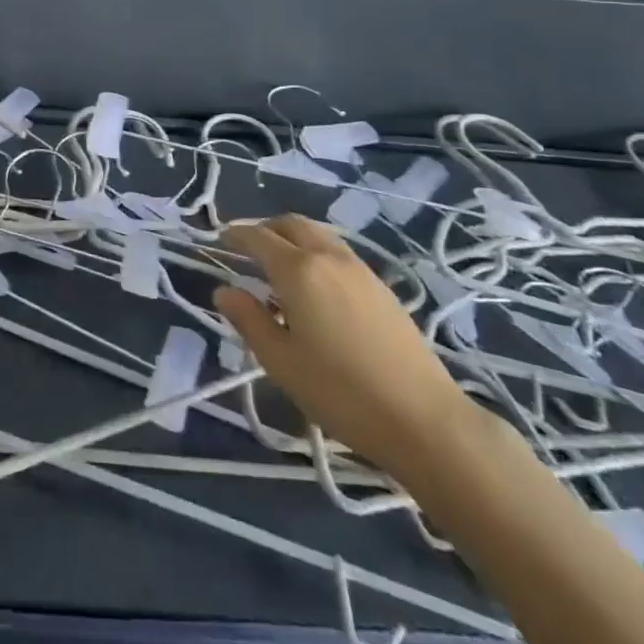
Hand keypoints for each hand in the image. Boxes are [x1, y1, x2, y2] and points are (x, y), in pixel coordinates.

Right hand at [213, 215, 473, 477]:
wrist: (424, 419)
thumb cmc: (340, 392)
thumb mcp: (281, 361)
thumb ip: (248, 320)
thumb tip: (223, 291)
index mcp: (298, 270)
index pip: (258, 237)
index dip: (235, 235)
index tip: (220, 240)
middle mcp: (329, 257)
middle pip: (291, 224)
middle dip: (266, 228)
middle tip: (247, 248)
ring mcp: (360, 269)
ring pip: (319, 235)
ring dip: (293, 238)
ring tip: (280, 266)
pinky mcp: (382, 287)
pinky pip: (339, 252)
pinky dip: (316, 253)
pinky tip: (316, 287)